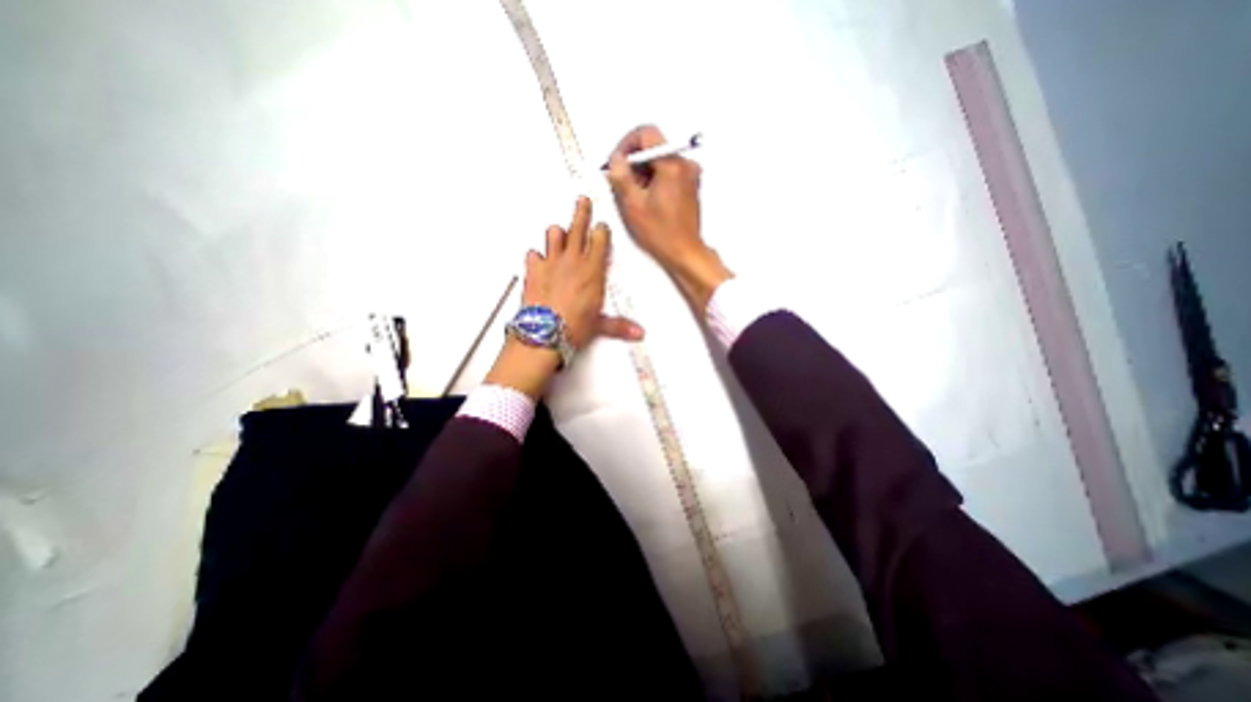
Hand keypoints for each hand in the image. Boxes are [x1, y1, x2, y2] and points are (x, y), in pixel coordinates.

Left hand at [484, 198, 637, 400]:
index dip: (601, 230)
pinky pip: (533, 254)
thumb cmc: (574, 326)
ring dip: (557, 233)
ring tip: (559, 234)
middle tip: (583, 200)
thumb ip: (619, 325)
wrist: (545, 332)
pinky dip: (535, 257)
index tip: (601, 226)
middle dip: (582, 211)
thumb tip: (638, 333)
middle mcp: (573, 260)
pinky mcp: (533, 270)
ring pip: (554, 234)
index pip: (600, 240)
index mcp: (592, 270)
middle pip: (578, 227)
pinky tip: (537, 261)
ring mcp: (551, 262)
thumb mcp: (600, 325)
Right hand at [606, 127, 733, 313]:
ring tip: (633, 196)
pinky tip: (646, 199)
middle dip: (634, 161)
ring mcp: (690, 175)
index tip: (617, 161)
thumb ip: (621, 176)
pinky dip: (654, 180)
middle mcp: (685, 164)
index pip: (647, 133)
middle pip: (654, 147)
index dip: (626, 143)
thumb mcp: (633, 205)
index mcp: (672, 165)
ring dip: (643, 172)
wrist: (685, 253)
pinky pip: (668, 172)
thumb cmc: (660, 233)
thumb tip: (615, 159)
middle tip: (621, 181)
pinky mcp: (690, 186)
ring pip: (660, 160)